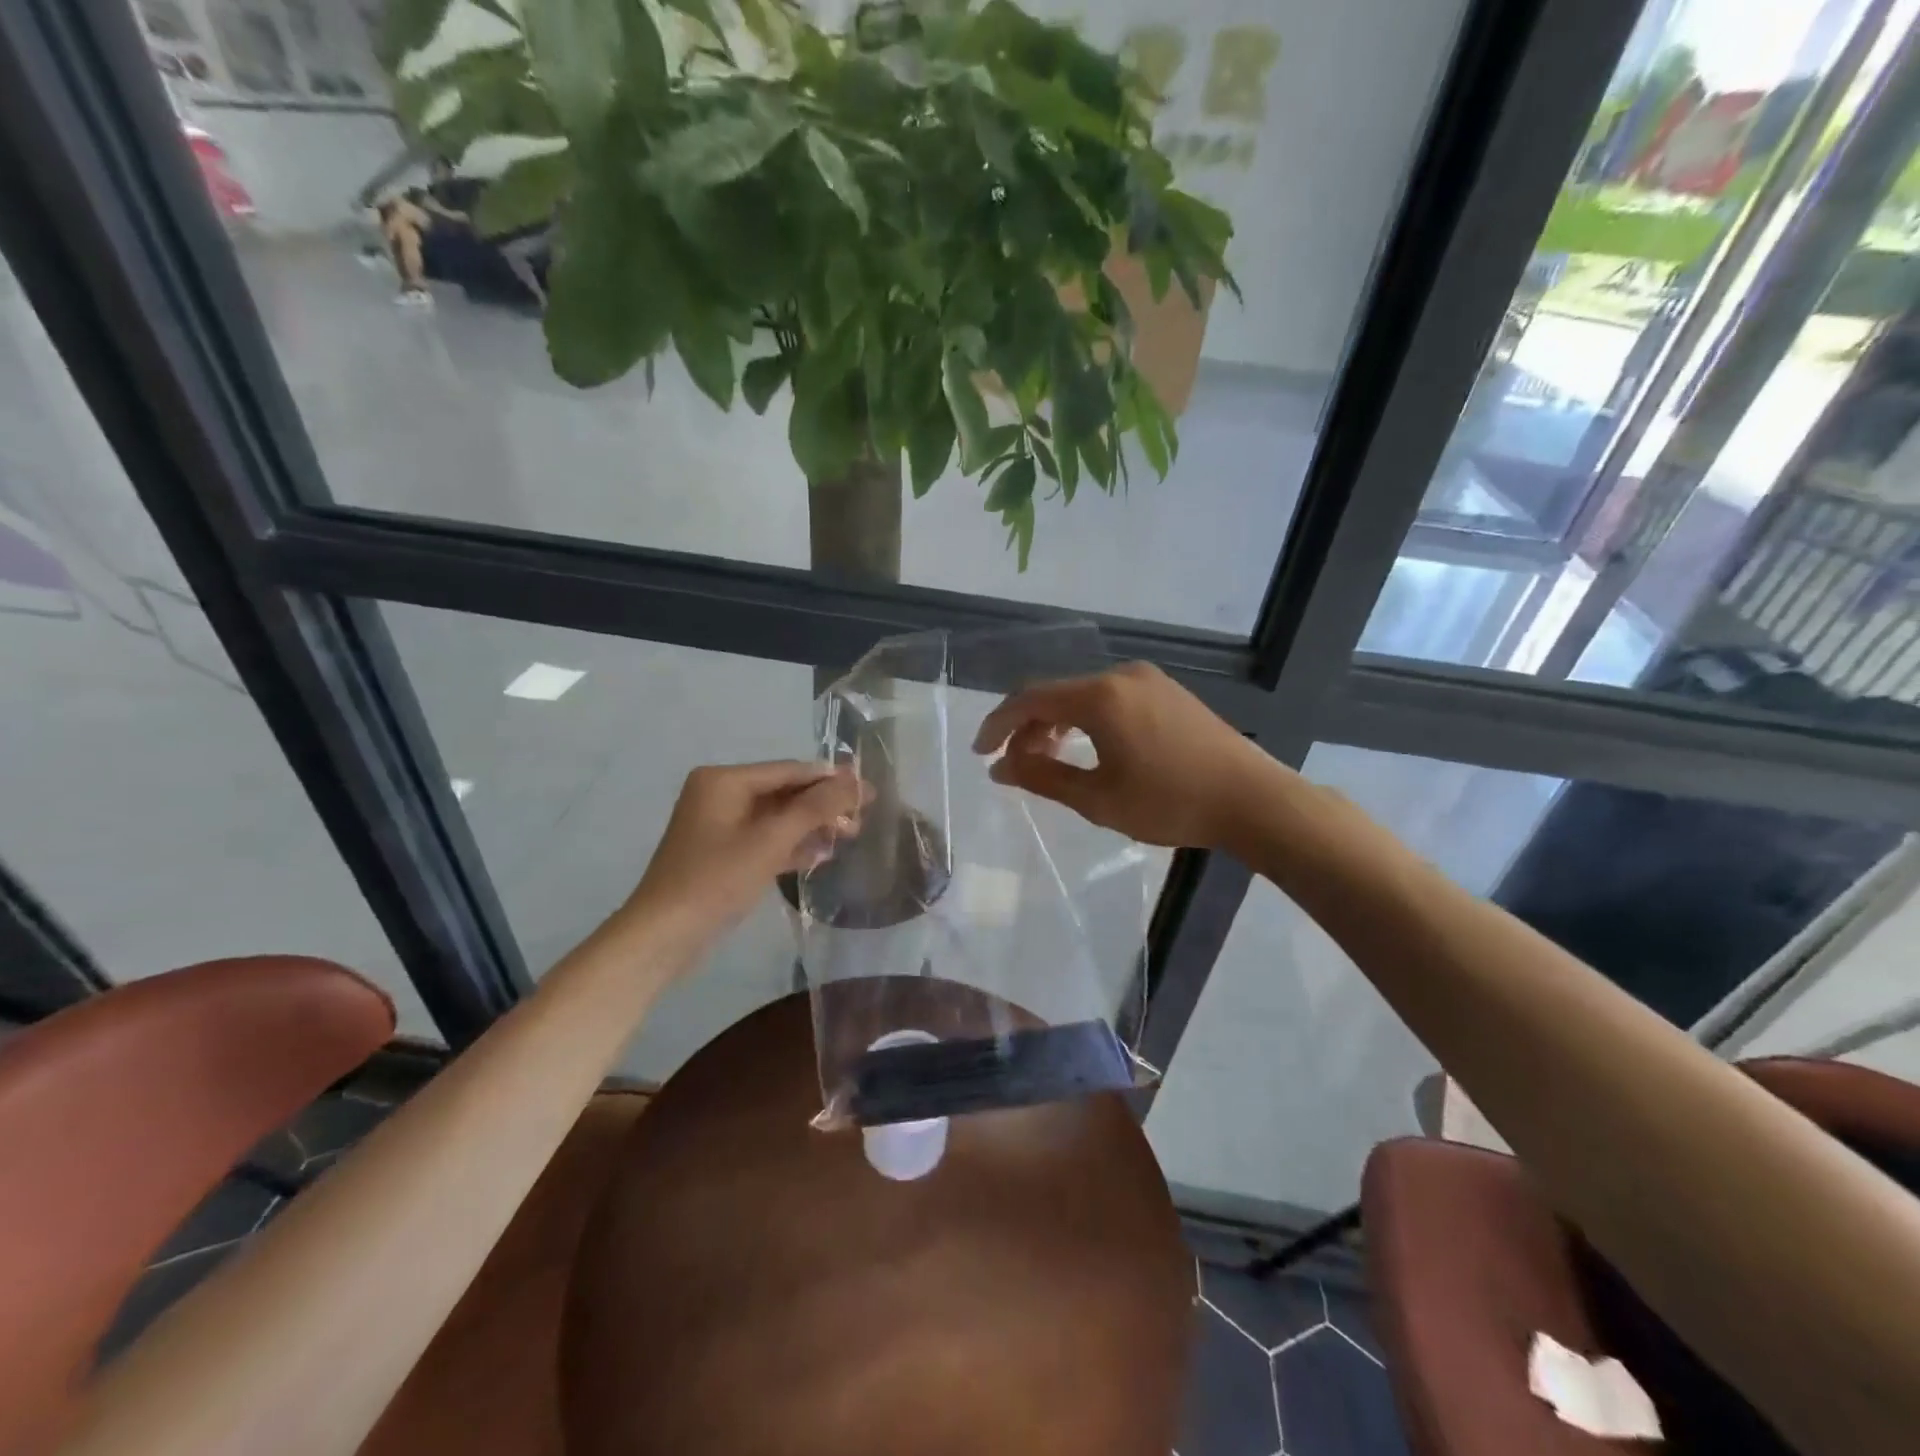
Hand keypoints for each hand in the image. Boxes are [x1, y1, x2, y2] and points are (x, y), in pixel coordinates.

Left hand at [624, 762, 864, 941]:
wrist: (664, 936)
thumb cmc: (716, 879)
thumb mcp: (771, 840)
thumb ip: (815, 807)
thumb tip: (855, 780)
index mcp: (724, 780)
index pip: (789, 770)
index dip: (831, 779)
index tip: (868, 789)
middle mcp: (720, 794)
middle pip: (784, 792)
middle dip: (823, 806)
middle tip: (861, 819)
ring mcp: (720, 825)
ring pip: (777, 818)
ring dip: (812, 826)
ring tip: (850, 836)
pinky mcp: (724, 854)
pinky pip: (765, 839)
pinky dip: (791, 845)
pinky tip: (821, 856)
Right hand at [972, 662, 1282, 849]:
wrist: (1252, 799)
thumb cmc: (1170, 802)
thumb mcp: (1098, 799)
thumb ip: (1042, 778)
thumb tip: (1000, 769)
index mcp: (1100, 697)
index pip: (1031, 700)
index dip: (999, 725)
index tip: (981, 754)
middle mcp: (1121, 676)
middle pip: (1056, 694)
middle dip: (1027, 727)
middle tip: (1015, 765)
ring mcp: (1148, 680)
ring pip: (1083, 695)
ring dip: (1057, 724)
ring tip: (1047, 759)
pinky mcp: (1167, 691)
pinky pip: (1110, 698)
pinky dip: (1086, 720)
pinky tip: (1088, 747)